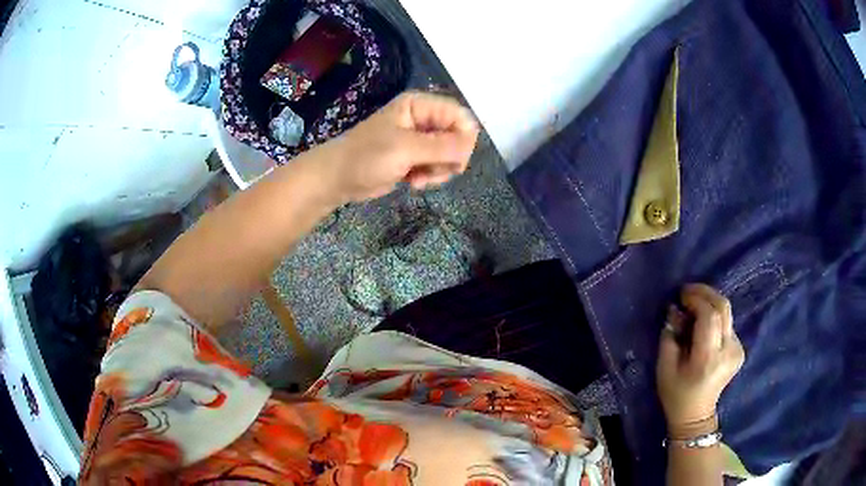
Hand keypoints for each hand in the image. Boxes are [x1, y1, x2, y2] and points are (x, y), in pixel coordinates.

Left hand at [318, 91, 479, 202]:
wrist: (338, 179)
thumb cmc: (366, 157)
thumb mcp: (405, 149)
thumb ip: (441, 146)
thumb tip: (471, 145)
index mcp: (419, 105)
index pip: (460, 115)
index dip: (464, 137)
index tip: (457, 159)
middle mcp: (423, 119)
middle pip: (458, 136)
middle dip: (449, 158)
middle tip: (432, 170)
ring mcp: (420, 140)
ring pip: (450, 155)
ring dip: (439, 171)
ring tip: (418, 178)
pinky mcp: (416, 158)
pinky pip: (438, 166)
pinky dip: (430, 177)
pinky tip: (414, 183)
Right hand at [656, 284, 744, 434]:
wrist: (696, 415)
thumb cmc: (676, 393)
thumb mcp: (664, 367)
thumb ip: (670, 336)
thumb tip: (675, 309)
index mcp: (708, 358)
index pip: (709, 316)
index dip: (696, 299)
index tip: (681, 295)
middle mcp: (728, 351)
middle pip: (723, 308)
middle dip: (705, 293)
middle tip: (688, 291)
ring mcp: (737, 350)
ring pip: (726, 313)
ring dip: (709, 304)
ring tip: (692, 307)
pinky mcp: (740, 349)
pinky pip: (727, 323)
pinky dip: (714, 317)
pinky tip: (702, 325)